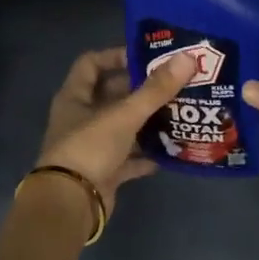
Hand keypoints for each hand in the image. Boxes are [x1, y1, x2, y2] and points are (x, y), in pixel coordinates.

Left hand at [36, 46, 196, 215]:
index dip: (116, 56)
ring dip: (147, 122)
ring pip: (123, 127)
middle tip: (173, 84)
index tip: (146, 57)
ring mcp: (92, 147)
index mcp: (75, 97)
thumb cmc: (90, 148)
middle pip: (111, 95)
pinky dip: (147, 155)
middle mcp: (81, 118)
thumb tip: (187, 58)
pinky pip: (129, 159)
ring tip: (179, 113)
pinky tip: (171, 151)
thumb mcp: (124, 115)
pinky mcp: (104, 172)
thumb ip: (155, 89)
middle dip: (141, 90)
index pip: (91, 64)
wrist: (71, 203)